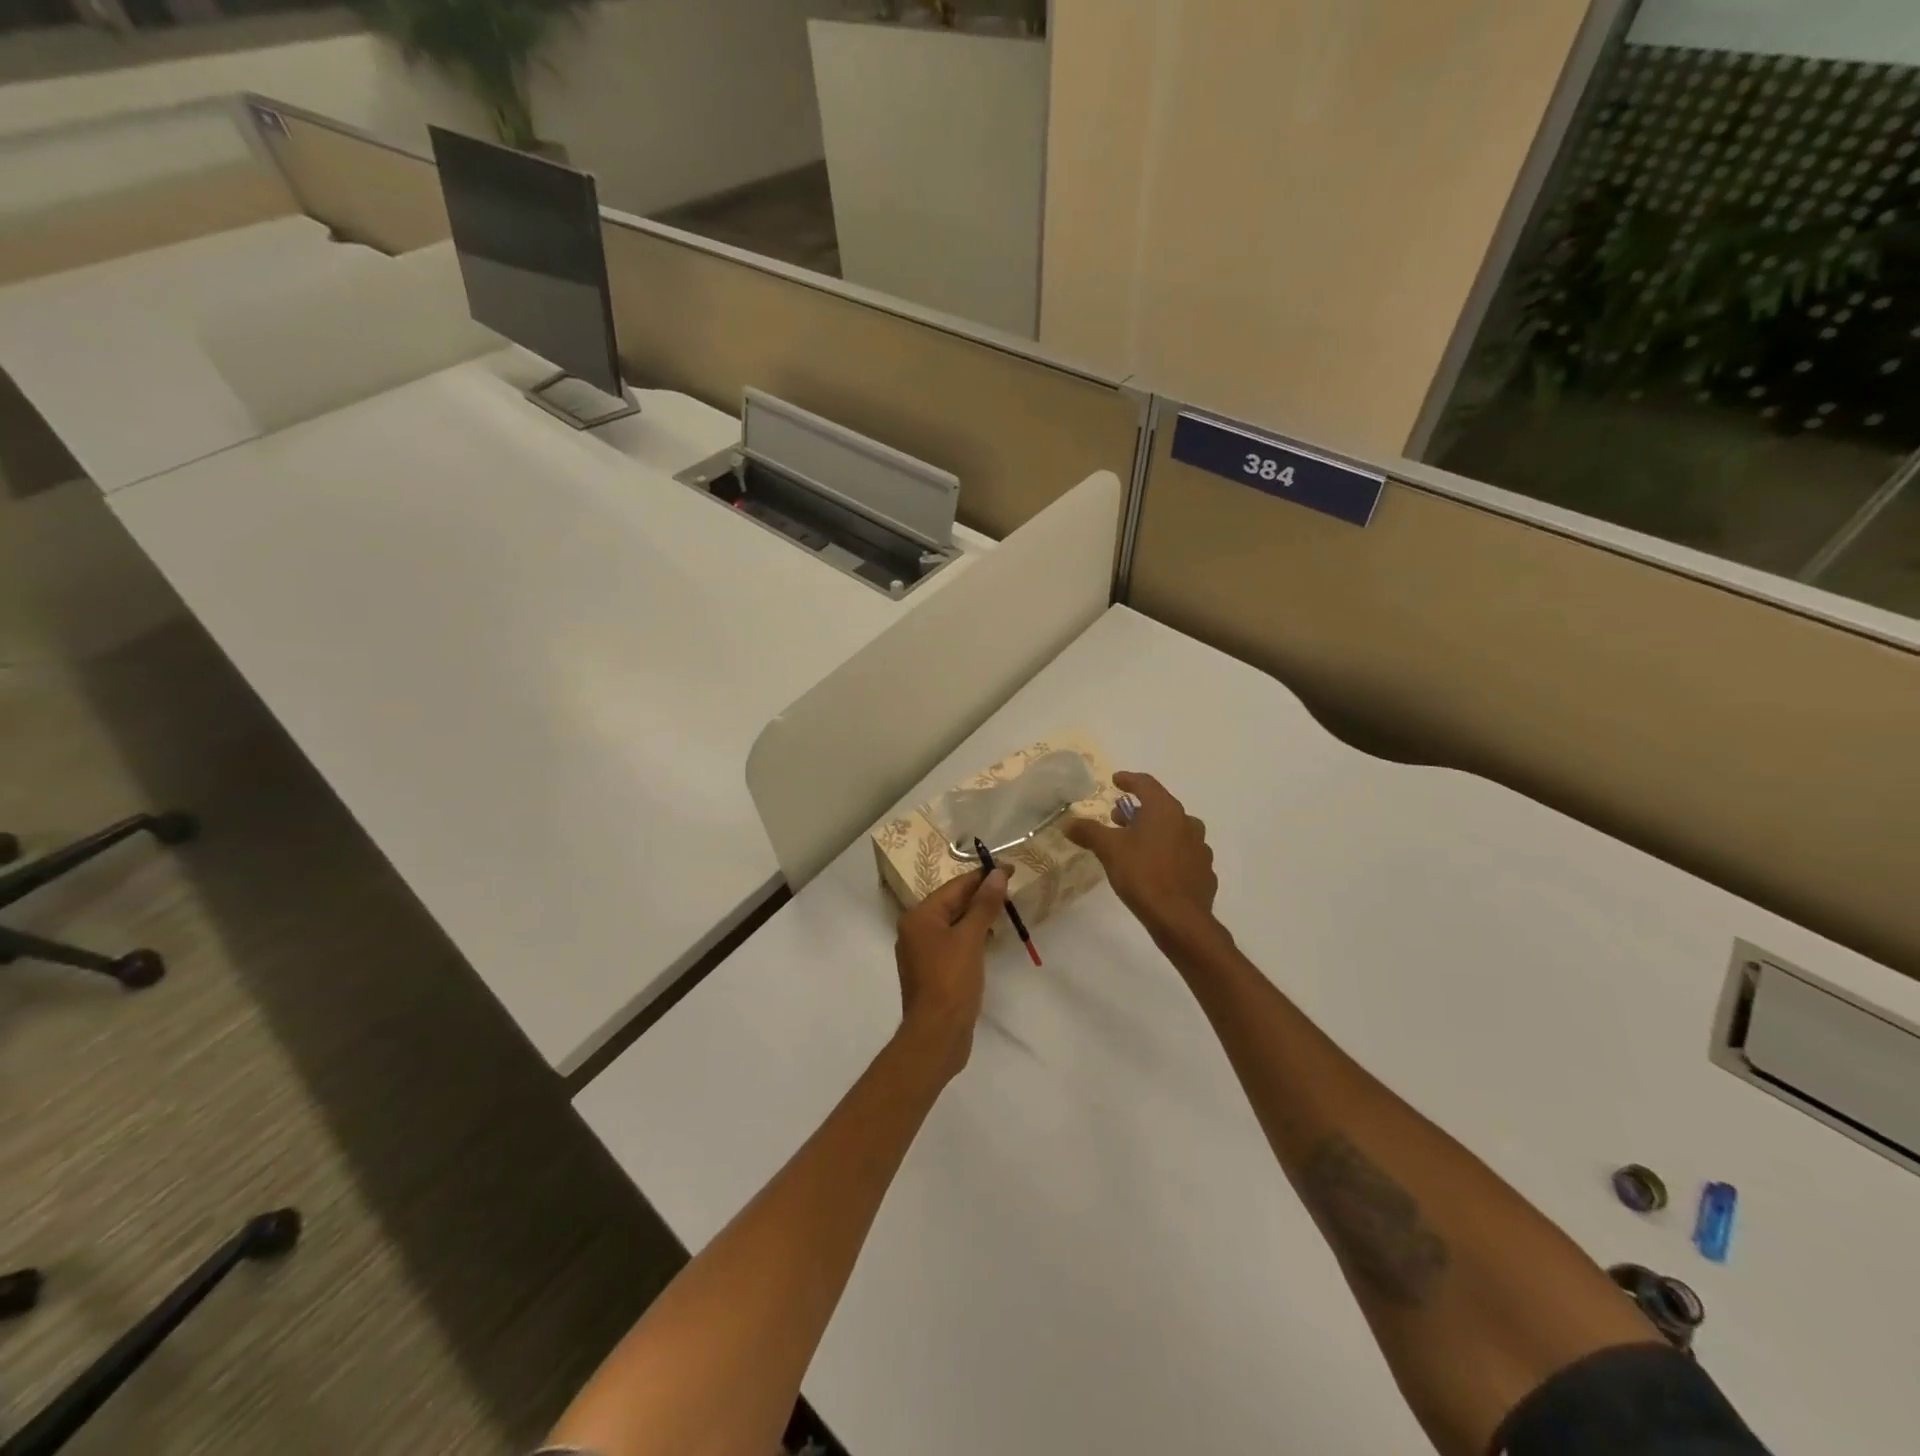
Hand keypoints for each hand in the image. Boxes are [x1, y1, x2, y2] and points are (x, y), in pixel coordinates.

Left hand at [893, 866, 1010, 1077]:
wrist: (937, 1035)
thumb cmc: (951, 981)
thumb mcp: (970, 938)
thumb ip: (984, 905)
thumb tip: (997, 874)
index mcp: (919, 917)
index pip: (955, 886)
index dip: (983, 876)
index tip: (1010, 869)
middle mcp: (915, 930)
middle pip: (952, 903)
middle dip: (981, 895)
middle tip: (1011, 888)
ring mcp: (922, 952)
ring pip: (953, 924)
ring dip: (977, 916)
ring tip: (1005, 909)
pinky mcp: (932, 971)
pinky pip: (953, 943)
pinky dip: (971, 936)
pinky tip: (990, 938)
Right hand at [1066, 771, 1217, 942]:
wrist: (1180, 919)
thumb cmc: (1143, 874)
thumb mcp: (1109, 849)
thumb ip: (1088, 832)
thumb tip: (1068, 822)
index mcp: (1165, 810)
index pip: (1146, 784)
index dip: (1129, 780)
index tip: (1116, 780)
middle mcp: (1187, 822)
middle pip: (1160, 808)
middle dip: (1138, 811)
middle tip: (1118, 820)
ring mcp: (1200, 848)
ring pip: (1175, 831)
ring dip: (1154, 832)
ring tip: (1135, 846)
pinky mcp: (1204, 872)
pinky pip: (1183, 855)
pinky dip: (1168, 854)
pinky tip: (1156, 868)